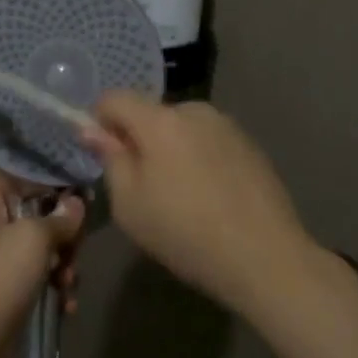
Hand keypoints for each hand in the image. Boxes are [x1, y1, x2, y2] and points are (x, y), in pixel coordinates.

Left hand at [0, 175, 82, 356]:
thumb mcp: (33, 237)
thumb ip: (59, 217)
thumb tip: (76, 203)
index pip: (16, 176)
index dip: (45, 178)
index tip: (76, 186)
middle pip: (35, 216)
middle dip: (63, 231)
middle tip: (77, 244)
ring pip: (41, 251)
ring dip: (64, 264)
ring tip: (69, 282)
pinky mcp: (9, 296)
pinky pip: (39, 282)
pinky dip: (55, 290)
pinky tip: (66, 305)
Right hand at [83, 94, 313, 314]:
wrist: (266, 258)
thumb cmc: (186, 234)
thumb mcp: (130, 205)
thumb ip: (110, 159)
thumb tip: (92, 129)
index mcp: (160, 121)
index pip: (114, 98)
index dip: (100, 121)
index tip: (105, 155)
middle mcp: (194, 110)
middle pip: (150, 113)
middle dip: (140, 139)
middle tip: (145, 187)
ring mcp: (227, 125)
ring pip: (181, 127)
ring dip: (171, 148)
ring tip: (183, 196)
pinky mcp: (250, 144)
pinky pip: (208, 141)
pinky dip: (199, 158)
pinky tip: (211, 197)